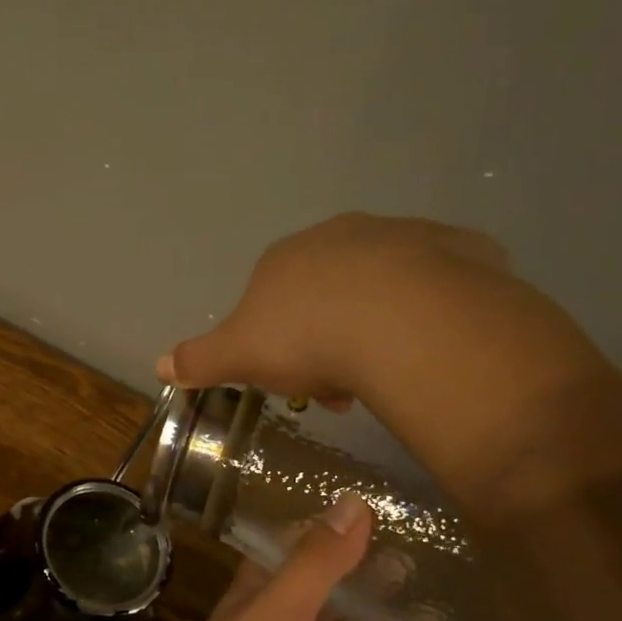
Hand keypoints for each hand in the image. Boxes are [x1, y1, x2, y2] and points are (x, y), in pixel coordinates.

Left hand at [156, 494, 458, 620]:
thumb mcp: (280, 606)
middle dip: (379, 583)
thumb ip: (319, 560)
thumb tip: (354, 501)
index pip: (302, 554)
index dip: (334, 533)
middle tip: (436, 556)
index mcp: (269, 597)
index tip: (379, 506)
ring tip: (457, 610)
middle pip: (343, 602)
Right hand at [159, 213, 515, 402]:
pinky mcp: (461, 248)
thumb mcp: (238, 356)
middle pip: (329, 290)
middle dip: (329, 335)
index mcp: (285, 257)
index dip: (278, 342)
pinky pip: (442, 283)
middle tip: (339, 386)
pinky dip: (433, 310)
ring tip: (386, 373)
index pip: (272, 297)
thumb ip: (199, 359)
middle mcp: (341, 234)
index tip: (293, 380)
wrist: (404, 321)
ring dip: (379, 325)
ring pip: (384, 285)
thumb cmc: (307, 336)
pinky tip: (432, 343)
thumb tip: (159, 366)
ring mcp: (404, 236)